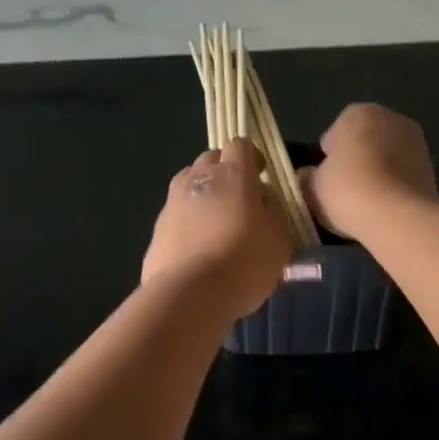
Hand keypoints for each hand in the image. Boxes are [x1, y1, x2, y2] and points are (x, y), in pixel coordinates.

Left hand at [141, 138, 293, 319]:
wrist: (190, 294)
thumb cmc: (245, 262)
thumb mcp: (280, 239)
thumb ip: (274, 210)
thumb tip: (263, 196)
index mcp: (233, 174)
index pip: (240, 145)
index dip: (252, 156)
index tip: (260, 174)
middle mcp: (199, 178)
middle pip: (210, 158)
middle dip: (225, 170)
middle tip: (239, 197)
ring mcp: (173, 202)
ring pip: (189, 181)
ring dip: (203, 191)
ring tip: (216, 219)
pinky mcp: (157, 227)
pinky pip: (176, 212)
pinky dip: (187, 219)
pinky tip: (197, 244)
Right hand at [301, 103, 438, 238]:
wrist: (397, 216)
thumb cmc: (347, 190)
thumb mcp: (313, 187)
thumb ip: (308, 177)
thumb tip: (308, 176)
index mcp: (358, 113)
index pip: (337, 130)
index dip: (329, 154)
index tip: (325, 176)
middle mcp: (391, 118)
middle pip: (366, 139)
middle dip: (357, 159)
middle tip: (344, 188)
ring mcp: (416, 142)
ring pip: (388, 156)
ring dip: (378, 171)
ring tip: (365, 201)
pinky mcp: (432, 168)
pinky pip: (403, 175)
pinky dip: (394, 185)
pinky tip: (385, 207)